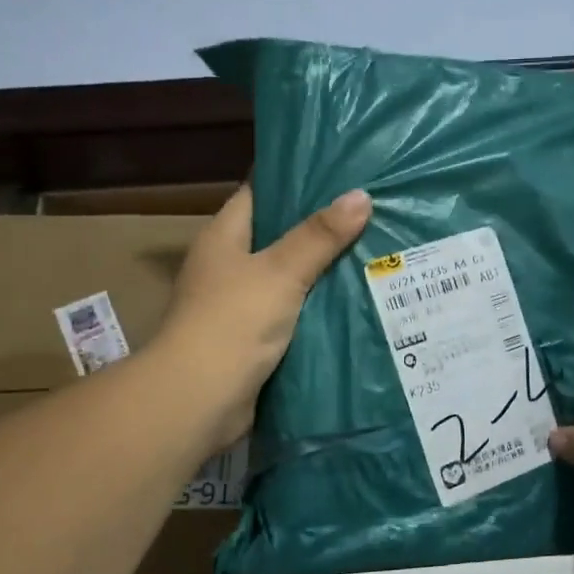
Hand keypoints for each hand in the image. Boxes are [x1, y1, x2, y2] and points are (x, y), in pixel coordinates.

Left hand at [155, 184, 370, 448]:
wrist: (199, 400)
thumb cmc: (232, 322)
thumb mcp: (281, 272)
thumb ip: (320, 236)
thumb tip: (361, 196)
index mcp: (224, 237)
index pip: (260, 193)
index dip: (296, 180)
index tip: (340, 173)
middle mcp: (228, 265)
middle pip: (279, 235)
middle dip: (320, 227)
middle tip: (370, 213)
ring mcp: (238, 303)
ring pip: (289, 276)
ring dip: (323, 269)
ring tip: (374, 250)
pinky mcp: (253, 337)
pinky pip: (292, 311)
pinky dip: (317, 305)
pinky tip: (354, 298)